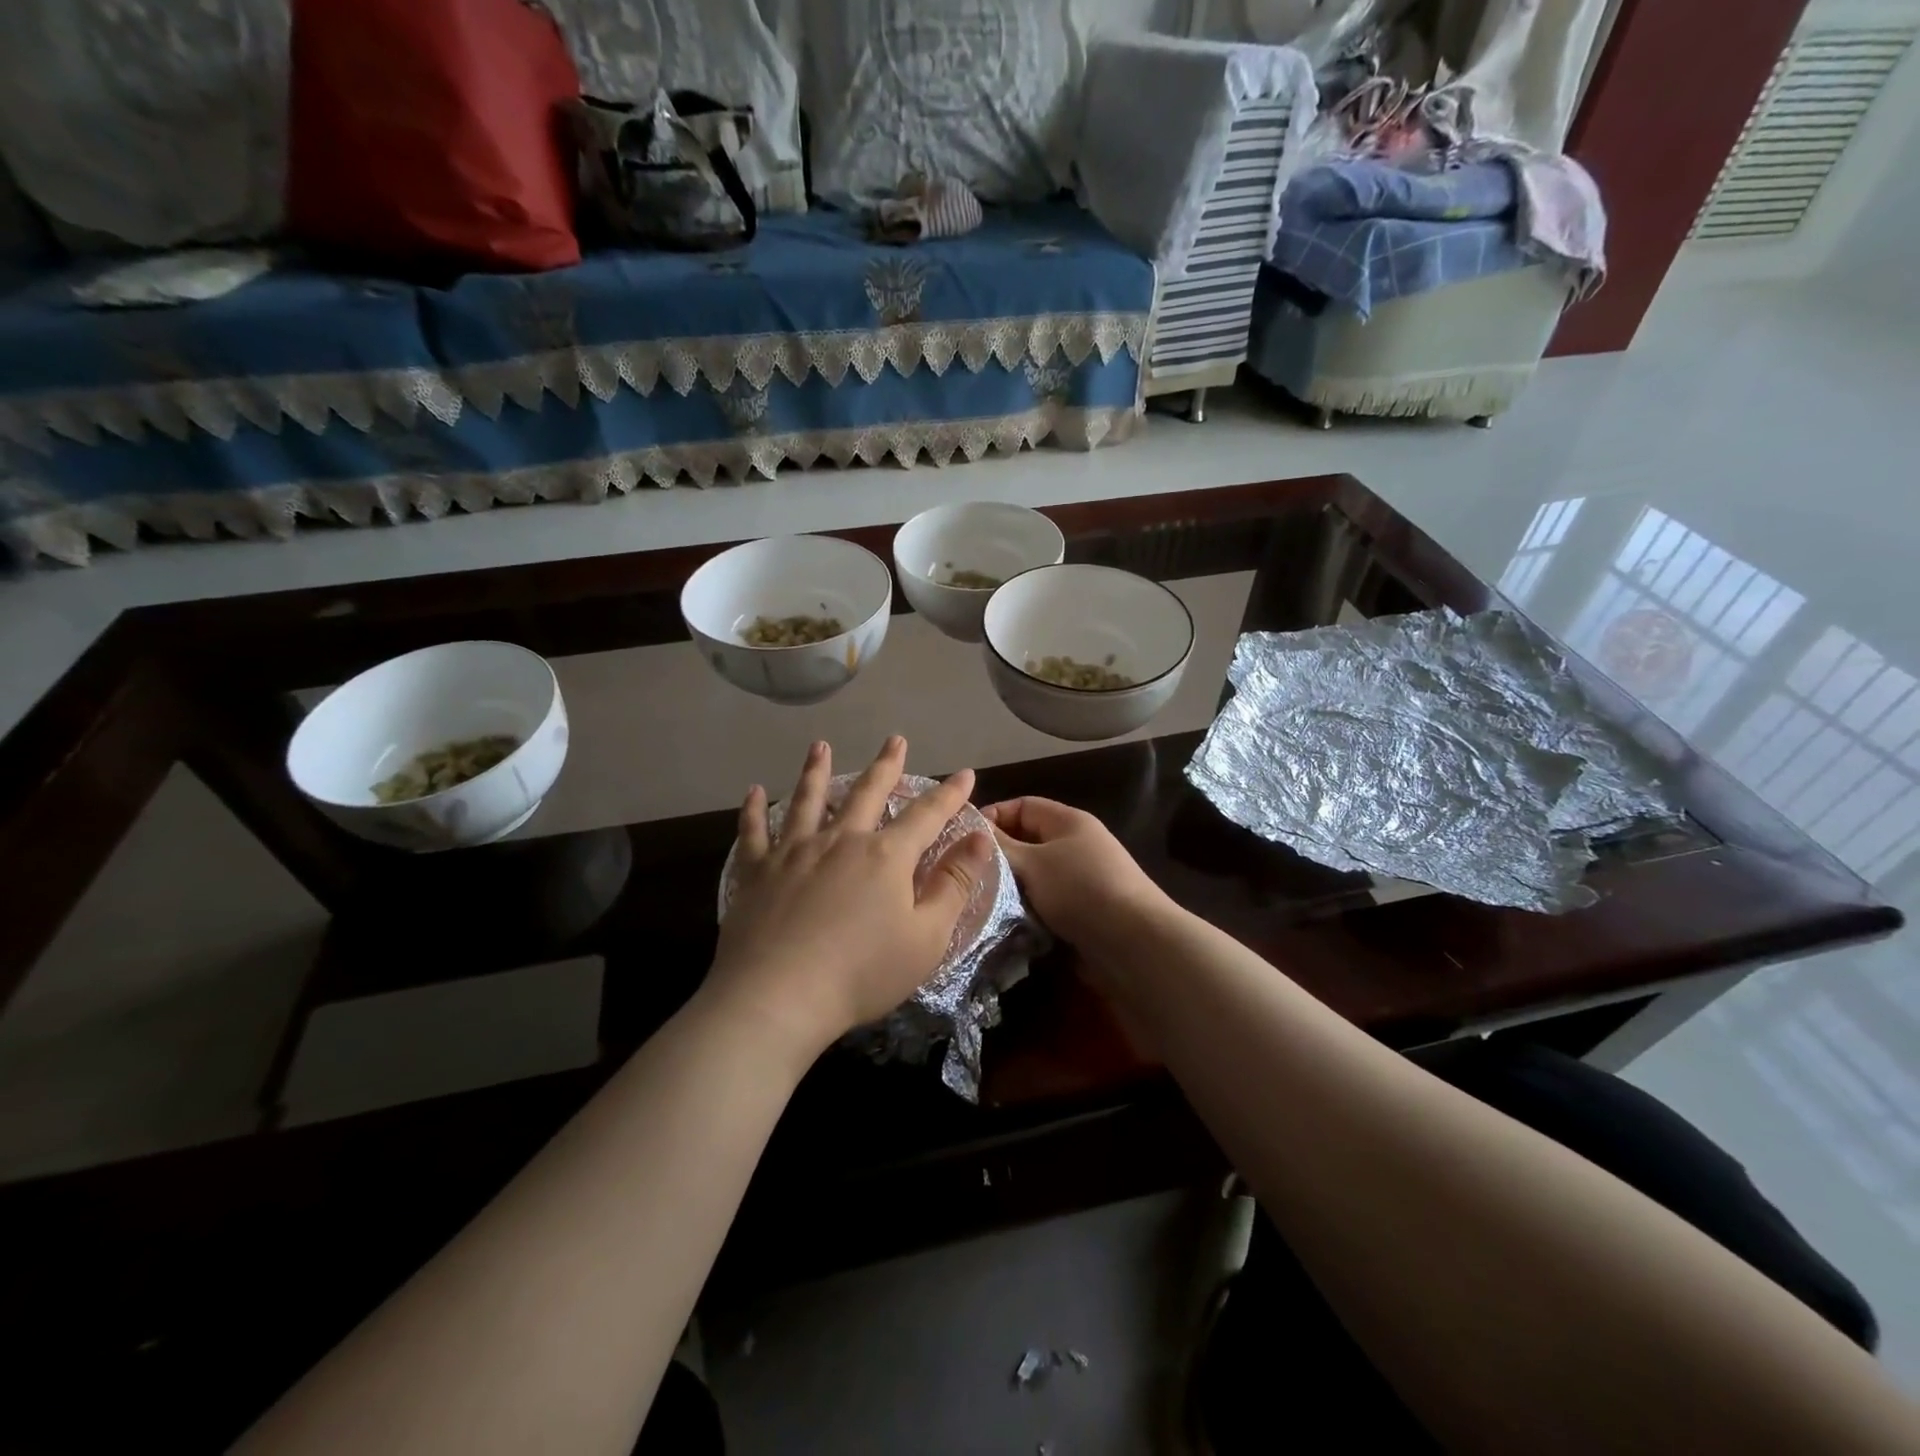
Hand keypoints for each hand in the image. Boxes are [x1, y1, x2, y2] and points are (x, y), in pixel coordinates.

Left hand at [706, 737, 994, 1062]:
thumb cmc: (862, 973)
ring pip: (808, 799)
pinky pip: (754, 831)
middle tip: (894, 739)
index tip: (965, 773)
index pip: (927, 815)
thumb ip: (954, 884)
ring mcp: (794, 851)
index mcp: (886, 856)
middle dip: (886, 765)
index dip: (950, 794)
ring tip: (820, 746)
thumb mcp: (927, 937)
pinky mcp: (757, 871)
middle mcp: (841, 840)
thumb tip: (979, 838)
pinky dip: (754, 810)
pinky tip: (754, 792)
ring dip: (816, 770)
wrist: (778, 998)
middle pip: (867, 792)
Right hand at [983, 797, 1173, 953]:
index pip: (1022, 805)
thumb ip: (1000, 846)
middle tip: (966, 874)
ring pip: (1034, 876)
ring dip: (1010, 888)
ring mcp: (1081, 880)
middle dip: (998, 856)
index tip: (962, 840)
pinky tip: (1004, 923)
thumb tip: (972, 829)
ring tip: (979, 900)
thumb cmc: (1080, 890)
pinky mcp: (1083, 912)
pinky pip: (1045, 903)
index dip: (992, 816)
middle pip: (1027, 842)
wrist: (1134, 943)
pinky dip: (1027, 910)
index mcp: (1068, 821)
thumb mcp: (1033, 863)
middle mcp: (1076, 845)